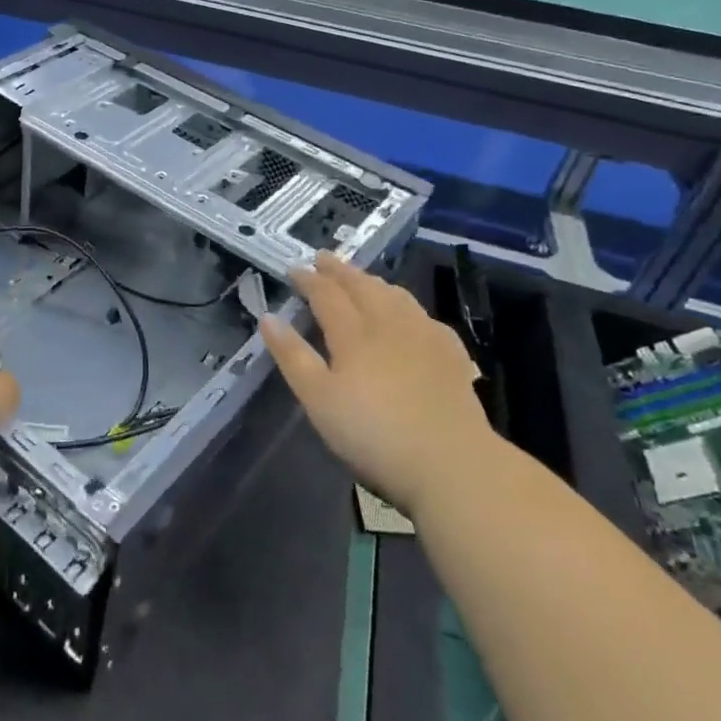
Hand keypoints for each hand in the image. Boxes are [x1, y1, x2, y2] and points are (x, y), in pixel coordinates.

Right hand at [260, 251, 490, 513]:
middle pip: (362, 286)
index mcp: (353, 333)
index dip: (308, 279)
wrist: (452, 462)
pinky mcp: (451, 354)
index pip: (326, 294)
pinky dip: (406, 304)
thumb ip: (292, 356)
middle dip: (340, 270)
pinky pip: (423, 315)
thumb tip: (268, 317)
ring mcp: (424, 336)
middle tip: (323, 258)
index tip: (292, 268)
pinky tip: (408, 315)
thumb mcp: (318, 400)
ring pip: (395, 295)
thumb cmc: (373, 434)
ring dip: (373, 281)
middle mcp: (389, 323)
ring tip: (361, 278)